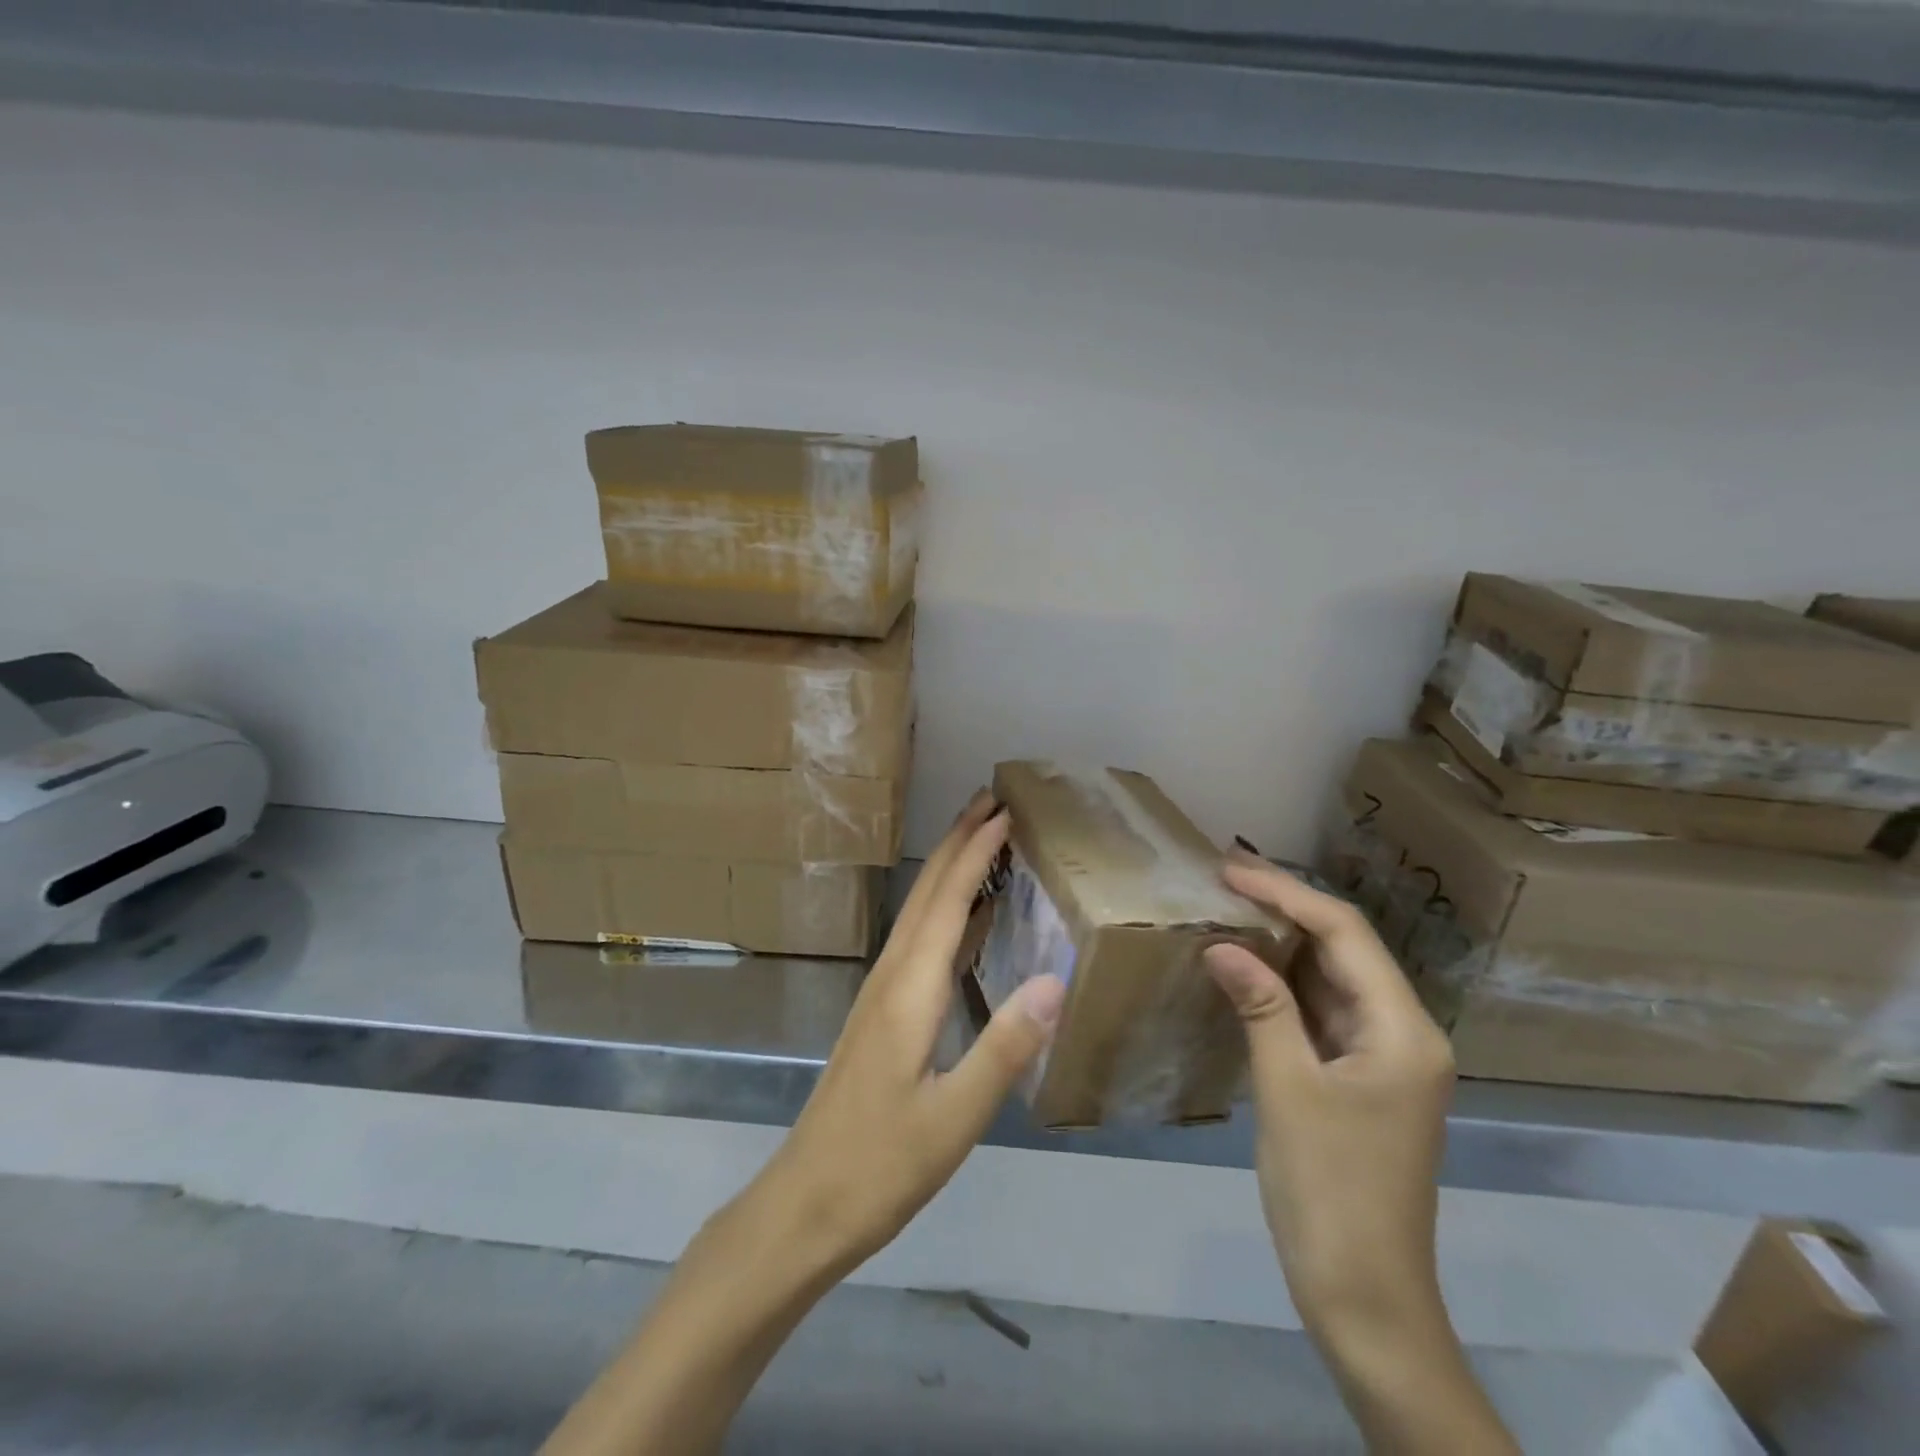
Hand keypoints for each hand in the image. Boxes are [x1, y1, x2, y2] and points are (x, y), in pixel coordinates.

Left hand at [540, 794, 1066, 1455]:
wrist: (806, 1204)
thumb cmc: (882, 1165)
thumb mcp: (955, 1117)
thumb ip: (1004, 1047)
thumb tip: (1055, 979)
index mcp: (909, 991)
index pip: (946, 902)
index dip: (974, 853)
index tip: (1003, 812)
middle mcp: (891, 978)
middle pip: (925, 894)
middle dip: (957, 842)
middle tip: (991, 802)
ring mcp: (881, 996)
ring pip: (918, 913)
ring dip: (947, 870)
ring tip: (980, 841)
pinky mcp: (880, 1016)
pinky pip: (917, 942)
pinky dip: (944, 912)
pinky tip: (962, 921)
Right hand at [1203, 855, 1454, 1342]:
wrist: (1364, 1294)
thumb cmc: (1329, 1188)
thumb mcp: (1288, 1088)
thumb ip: (1260, 1006)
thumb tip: (1222, 944)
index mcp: (1403, 1030)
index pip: (1344, 934)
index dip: (1286, 893)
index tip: (1230, 870)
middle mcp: (1404, 1033)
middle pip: (1343, 949)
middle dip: (1286, 908)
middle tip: (1226, 876)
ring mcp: (1383, 1057)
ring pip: (1331, 979)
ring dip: (1283, 944)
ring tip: (1230, 907)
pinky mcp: (1360, 1078)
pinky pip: (1321, 1012)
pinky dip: (1283, 985)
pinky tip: (1246, 967)